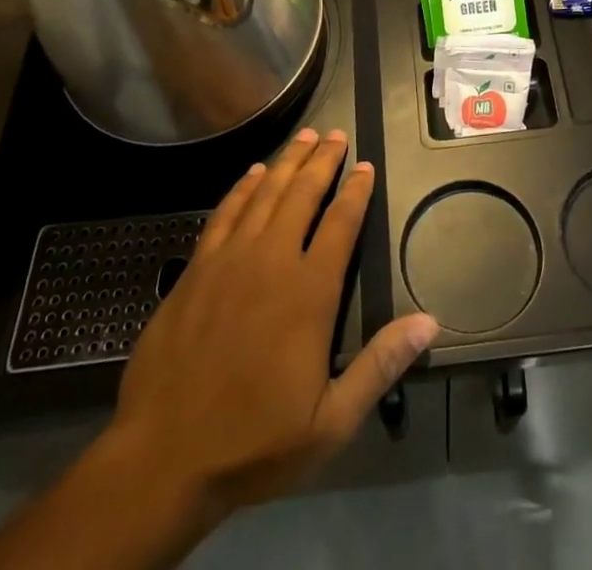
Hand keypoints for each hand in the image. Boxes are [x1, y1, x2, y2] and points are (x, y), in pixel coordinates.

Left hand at [109, 127, 438, 516]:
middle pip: (303, 194)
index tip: (365, 166)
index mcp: (309, 292)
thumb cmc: (253, 442)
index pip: (341, 223)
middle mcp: (272, 260)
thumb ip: (380, 365)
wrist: (163, 457)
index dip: (356, 191)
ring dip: (288, 162)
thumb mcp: (330, 422)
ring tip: (304, 137)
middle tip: (335, 134)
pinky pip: (226, 212)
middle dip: (323, 160)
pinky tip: (253, 172)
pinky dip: (243, 187)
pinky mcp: (197, 268)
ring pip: (265, 193)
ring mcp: (230, 259)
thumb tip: (429, 322)